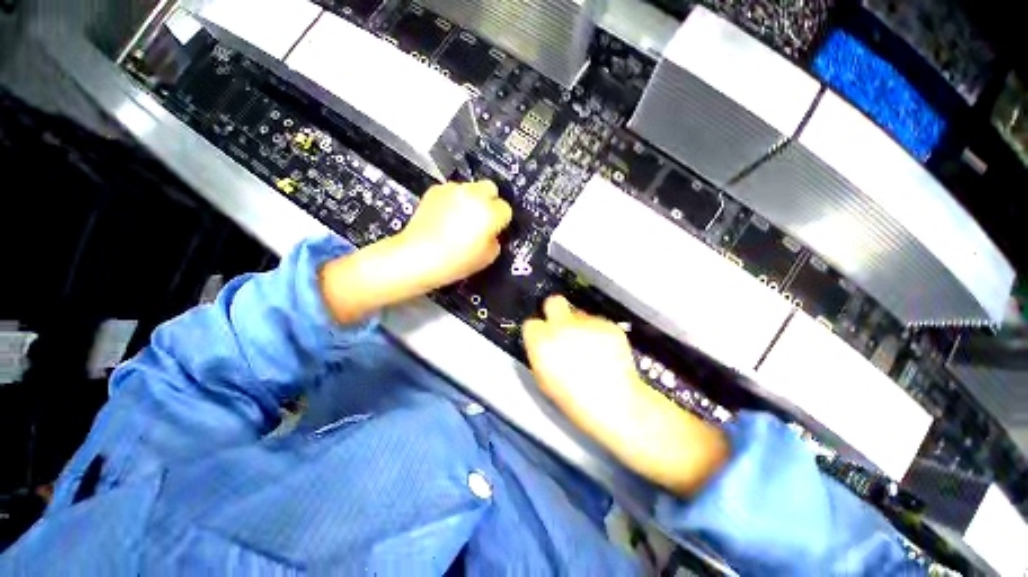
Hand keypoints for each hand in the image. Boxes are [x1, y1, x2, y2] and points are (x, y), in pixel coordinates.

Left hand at [397, 180, 512, 290]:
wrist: (418, 257)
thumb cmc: (455, 262)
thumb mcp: (487, 258)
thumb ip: (495, 240)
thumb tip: (492, 233)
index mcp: (490, 213)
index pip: (505, 209)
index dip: (501, 222)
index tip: (494, 230)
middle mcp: (474, 195)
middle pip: (491, 188)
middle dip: (490, 201)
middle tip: (481, 219)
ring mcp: (453, 190)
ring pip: (471, 187)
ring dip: (471, 199)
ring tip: (460, 218)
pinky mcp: (435, 190)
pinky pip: (452, 190)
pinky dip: (453, 200)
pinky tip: (445, 216)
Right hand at [523, 296, 728, 495]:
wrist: (616, 404)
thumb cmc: (575, 400)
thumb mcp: (545, 380)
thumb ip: (540, 354)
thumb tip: (542, 341)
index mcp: (542, 342)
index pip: (531, 323)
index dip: (538, 331)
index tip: (543, 337)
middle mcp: (562, 326)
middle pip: (553, 302)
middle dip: (554, 311)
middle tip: (561, 326)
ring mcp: (587, 323)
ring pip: (577, 313)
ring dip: (578, 325)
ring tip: (588, 346)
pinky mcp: (608, 324)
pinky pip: (597, 322)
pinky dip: (598, 332)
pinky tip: (604, 350)